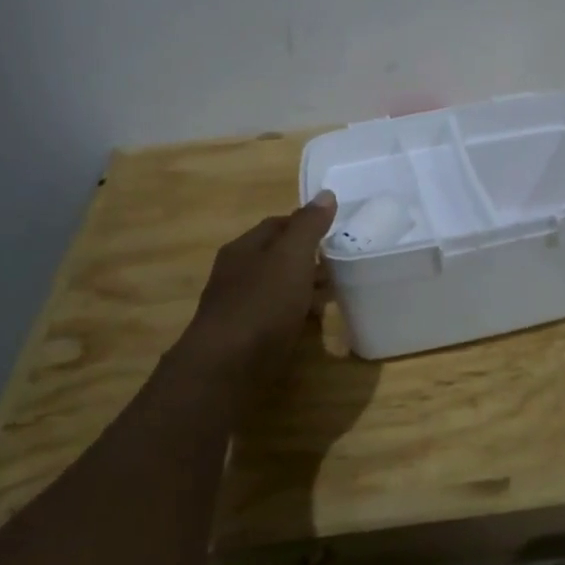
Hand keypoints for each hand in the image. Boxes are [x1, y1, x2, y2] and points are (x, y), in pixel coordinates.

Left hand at [179, 191, 337, 380]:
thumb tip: (326, 194)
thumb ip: (309, 226)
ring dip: (301, 288)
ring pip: (275, 288)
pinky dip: (293, 314)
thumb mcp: (291, 257)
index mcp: (243, 248)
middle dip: (306, 258)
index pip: (277, 224)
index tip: (335, 232)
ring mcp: (236, 307)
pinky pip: (273, 317)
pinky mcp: (242, 339)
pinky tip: (309, 325)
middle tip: (339, 264)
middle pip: (275, 257)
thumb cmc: (261, 305)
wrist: (225, 369)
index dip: (306, 224)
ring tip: (332, 294)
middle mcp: (235, 273)